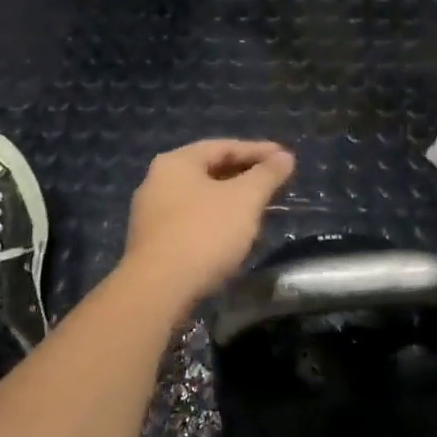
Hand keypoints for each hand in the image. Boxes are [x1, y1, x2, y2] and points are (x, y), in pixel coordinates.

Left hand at [123, 140, 296, 304]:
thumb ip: (267, 175)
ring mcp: (151, 213)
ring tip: (258, 208)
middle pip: (209, 170)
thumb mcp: (245, 199)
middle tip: (274, 182)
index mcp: (176, 162)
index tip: (285, 158)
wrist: (159, 289)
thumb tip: (284, 157)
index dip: (258, 151)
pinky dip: (215, 220)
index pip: (223, 147)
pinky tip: (233, 234)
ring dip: (230, 199)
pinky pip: (191, 220)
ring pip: (200, 197)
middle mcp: (157, 181)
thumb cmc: (204, 233)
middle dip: (244, 175)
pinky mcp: (152, 242)